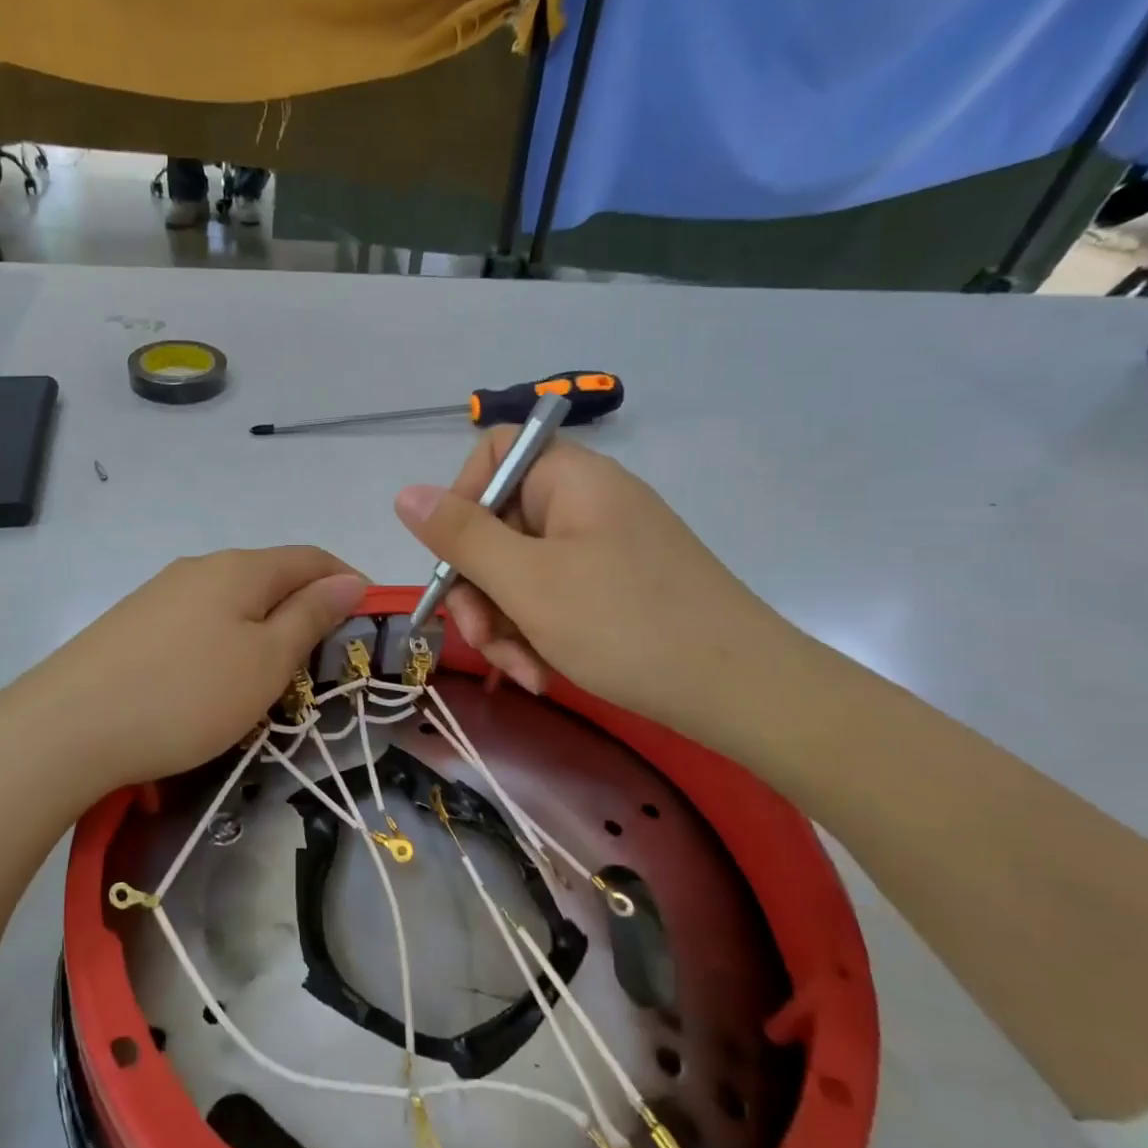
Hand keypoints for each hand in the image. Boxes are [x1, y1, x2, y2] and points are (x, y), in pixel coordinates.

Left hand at [12, 547, 367, 793]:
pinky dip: (225, 640)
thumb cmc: (186, 695)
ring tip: (273, 674)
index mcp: (240, 568)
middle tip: (324, 658)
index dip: (346, 580)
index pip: (310, 558)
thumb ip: (309, 617)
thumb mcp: (265, 661)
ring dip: (264, 626)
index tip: (370, 617)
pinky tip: (215, 678)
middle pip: (270, 576)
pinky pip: (198, 622)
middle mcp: (199, 568)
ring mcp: (160, 594)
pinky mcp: (132, 624)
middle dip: (305, 607)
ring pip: (232, 601)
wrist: (66, 727)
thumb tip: (349, 580)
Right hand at [394, 432, 801, 745]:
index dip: (460, 500)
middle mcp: (585, 503)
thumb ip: (460, 536)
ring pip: (520, 571)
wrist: (743, 692)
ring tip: (522, 672)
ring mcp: (602, 547)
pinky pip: (552, 597)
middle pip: (498, 525)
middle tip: (479, 639)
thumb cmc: (626, 625)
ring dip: (505, 623)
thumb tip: (405, 493)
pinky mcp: (614, 588)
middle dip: (479, 589)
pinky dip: (538, 633)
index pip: (492, 455)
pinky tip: (544, 673)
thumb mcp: (527, 582)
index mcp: (570, 480)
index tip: (453, 559)